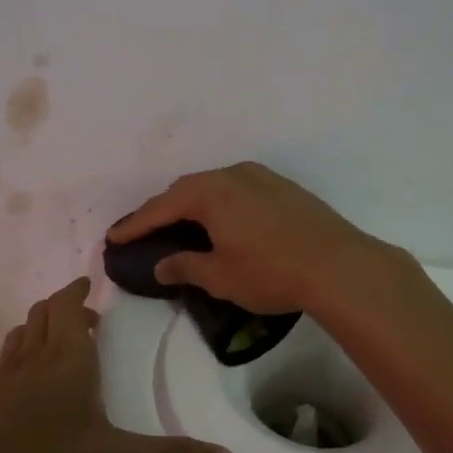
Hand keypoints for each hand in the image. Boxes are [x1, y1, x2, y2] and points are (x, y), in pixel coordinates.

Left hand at [0, 278, 236, 452]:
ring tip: (58, 338)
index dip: (79, 291)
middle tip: (87, 315)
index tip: (90, 284)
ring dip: (42, 325)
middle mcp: (37, 354)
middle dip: (65, 305)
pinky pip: (8, 359)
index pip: (70, 305)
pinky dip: (22, 352)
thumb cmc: (42, 452)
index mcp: (69, 355)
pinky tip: (26, 377)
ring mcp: (7, 374)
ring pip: (24, 332)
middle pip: (45, 312)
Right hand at [107, 162, 396, 315]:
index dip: (135, 224)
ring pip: (215, 185)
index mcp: (209, 193)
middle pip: (187, 189)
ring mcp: (261, 177)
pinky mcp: (284, 187)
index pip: (161, 207)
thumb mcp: (220, 277)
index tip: (113, 236)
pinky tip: (224, 221)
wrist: (339, 265)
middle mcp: (232, 175)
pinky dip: (221, 202)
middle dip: (163, 209)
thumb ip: (185, 267)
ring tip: (183, 224)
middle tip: (147, 230)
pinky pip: (238, 189)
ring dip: (194, 203)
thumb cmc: (270, 272)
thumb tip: (162, 264)